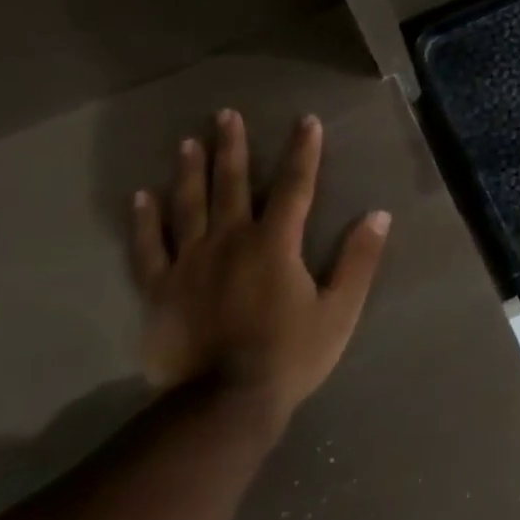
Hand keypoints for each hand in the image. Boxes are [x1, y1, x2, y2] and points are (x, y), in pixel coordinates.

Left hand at [130, 110, 389, 432]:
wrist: (222, 406)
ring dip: (190, 171)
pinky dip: (144, 221)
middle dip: (233, 147)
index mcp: (275, 244)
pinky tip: (140, 197)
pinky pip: (148, 248)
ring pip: (188, 206)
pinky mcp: (160, 290)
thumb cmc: (290, 356)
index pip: (294, 186)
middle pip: (232, 185)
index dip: (303, 152)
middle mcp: (230, 241)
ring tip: (189, 141)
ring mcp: (190, 264)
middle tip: (226, 114)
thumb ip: (358, 260)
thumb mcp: (339, 310)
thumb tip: (378, 215)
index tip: (306, 121)